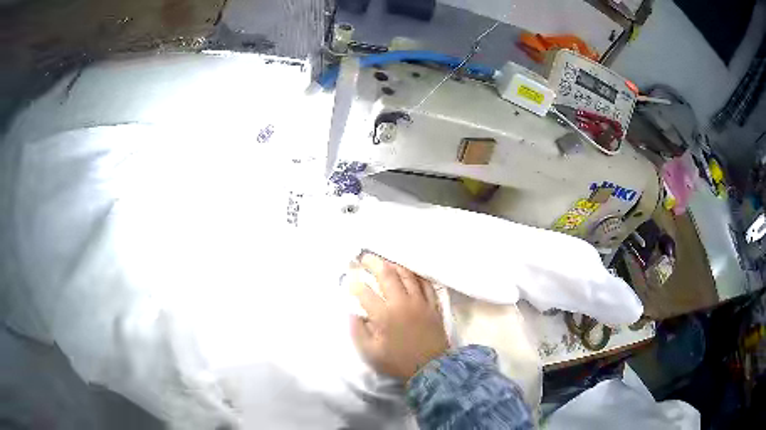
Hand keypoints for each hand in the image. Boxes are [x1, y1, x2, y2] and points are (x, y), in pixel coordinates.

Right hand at [349, 253, 448, 380]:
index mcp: (384, 316)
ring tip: (385, 261)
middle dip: (373, 262)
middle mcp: (402, 303)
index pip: (365, 292)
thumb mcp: (370, 353)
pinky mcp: (433, 305)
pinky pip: (425, 283)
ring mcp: (420, 302)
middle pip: (387, 275)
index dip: (354, 284)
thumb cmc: (398, 362)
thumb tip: (353, 313)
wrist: (431, 368)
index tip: (349, 280)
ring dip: (394, 265)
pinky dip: (416, 275)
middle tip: (364, 258)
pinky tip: (409, 272)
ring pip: (407, 275)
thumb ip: (357, 331)